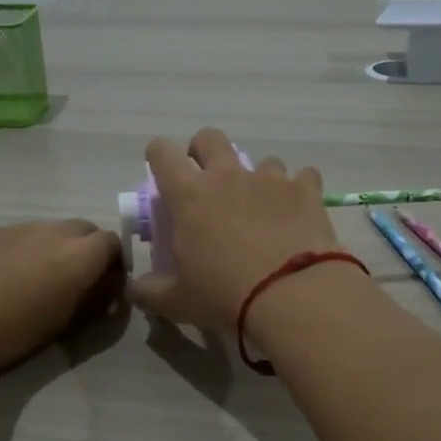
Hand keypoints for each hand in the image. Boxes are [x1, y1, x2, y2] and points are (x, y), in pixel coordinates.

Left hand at [0, 219, 124, 380]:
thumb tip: (102, 289)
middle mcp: (56, 231)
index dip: (113, 263)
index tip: (105, 285)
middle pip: (85, 230)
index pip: (113, 243)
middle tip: (76, 280)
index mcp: (80, 254)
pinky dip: (28, 249)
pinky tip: (9, 275)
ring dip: (56, 247)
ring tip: (39, 278)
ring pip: (52, 230)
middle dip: (87, 250)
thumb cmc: (14, 331)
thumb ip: (91, 298)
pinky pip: (24, 234)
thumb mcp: (64, 321)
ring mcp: (22, 227)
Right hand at [127, 128, 343, 333]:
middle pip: (210, 138)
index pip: (162, 154)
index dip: (158, 156)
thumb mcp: (178, 301)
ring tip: (261, 208)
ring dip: (256, 178)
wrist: (293, 296)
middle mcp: (228, 176)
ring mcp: (270, 179)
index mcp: (189, 195)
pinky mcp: (306, 190)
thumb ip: (150, 291)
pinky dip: (297, 190)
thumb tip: (135, 289)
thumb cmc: (225, 296)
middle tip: (207, 181)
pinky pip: (302, 176)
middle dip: (203, 151)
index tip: (160, 171)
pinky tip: (298, 213)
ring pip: (261, 160)